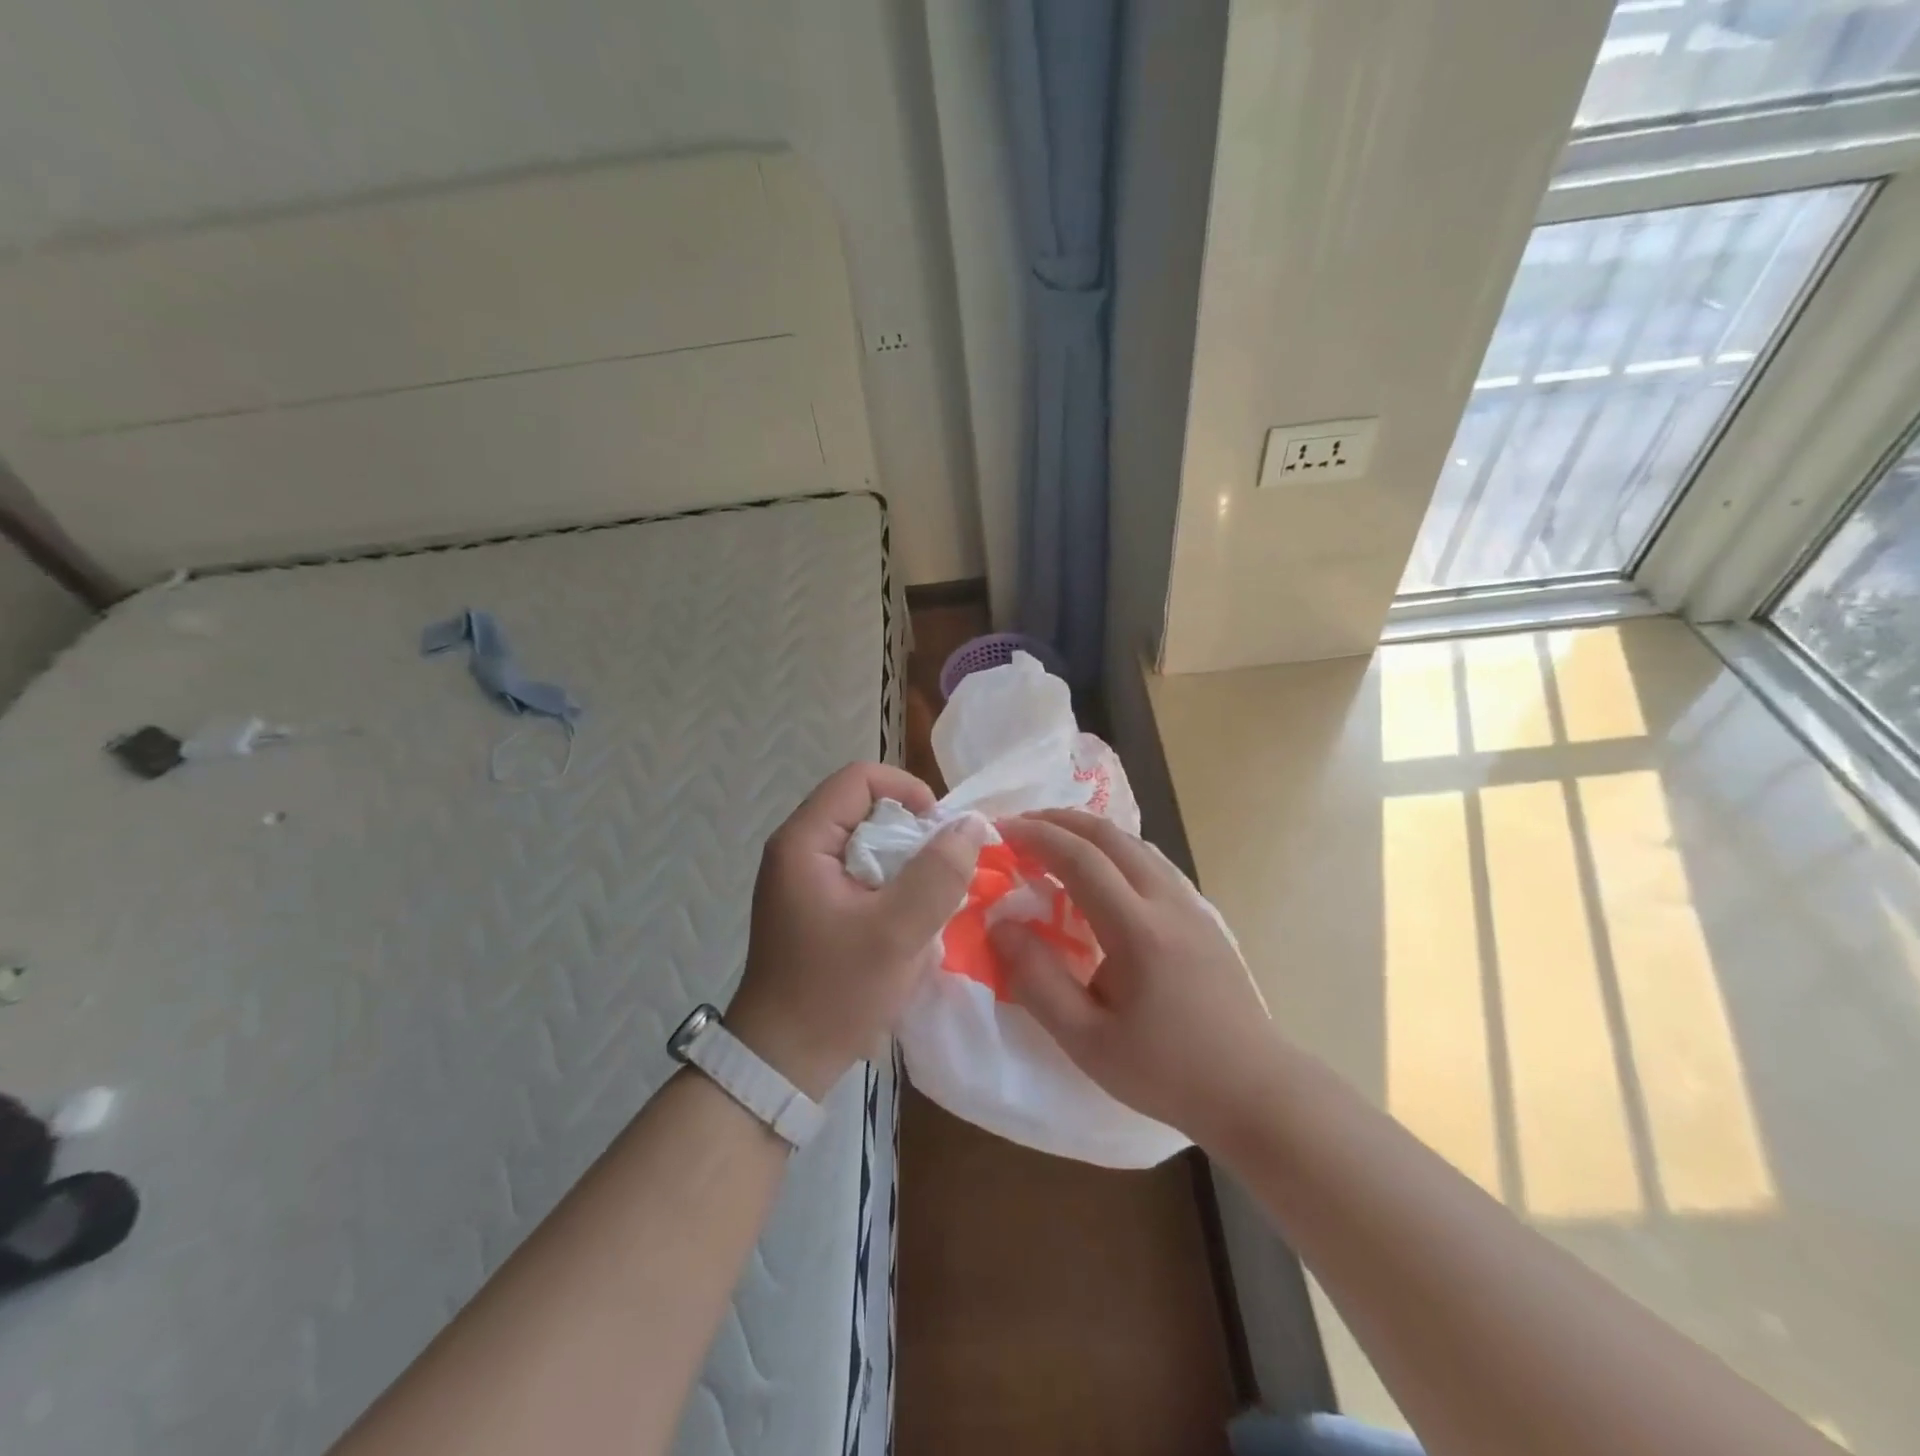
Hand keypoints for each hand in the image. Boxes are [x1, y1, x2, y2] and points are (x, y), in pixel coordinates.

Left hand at [728, 763, 983, 1099]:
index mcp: (804, 841)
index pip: (860, 778)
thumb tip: (972, 825)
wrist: (783, 1062)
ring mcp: (802, 877)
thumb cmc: (835, 992)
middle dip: (911, 831)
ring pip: (866, 841)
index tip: (941, 830)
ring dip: (905, 862)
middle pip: (864, 807)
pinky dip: (890, 884)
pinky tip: (908, 919)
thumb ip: (938, 874)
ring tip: (930, 898)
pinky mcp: (813, 903)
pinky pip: (860, 871)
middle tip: (943, 870)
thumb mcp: (897, 932)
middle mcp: (797, 848)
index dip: (908, 790)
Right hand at [990, 810, 1275, 1144]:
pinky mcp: (1203, 916)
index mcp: (1139, 930)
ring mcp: (1192, 905)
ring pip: (1136, 844)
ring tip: (1054, 843)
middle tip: (1019, 827)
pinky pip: (1153, 863)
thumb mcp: (1087, 1041)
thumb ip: (1038, 981)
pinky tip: (1102, 873)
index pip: (1081, 859)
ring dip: (1089, 833)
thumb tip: (1001, 927)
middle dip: (1060, 822)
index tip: (1000, 831)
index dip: (1037, 837)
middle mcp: (1168, 902)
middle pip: (1110, 836)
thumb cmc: (1167, 1072)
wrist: (1254, 1089)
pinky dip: (1115, 850)